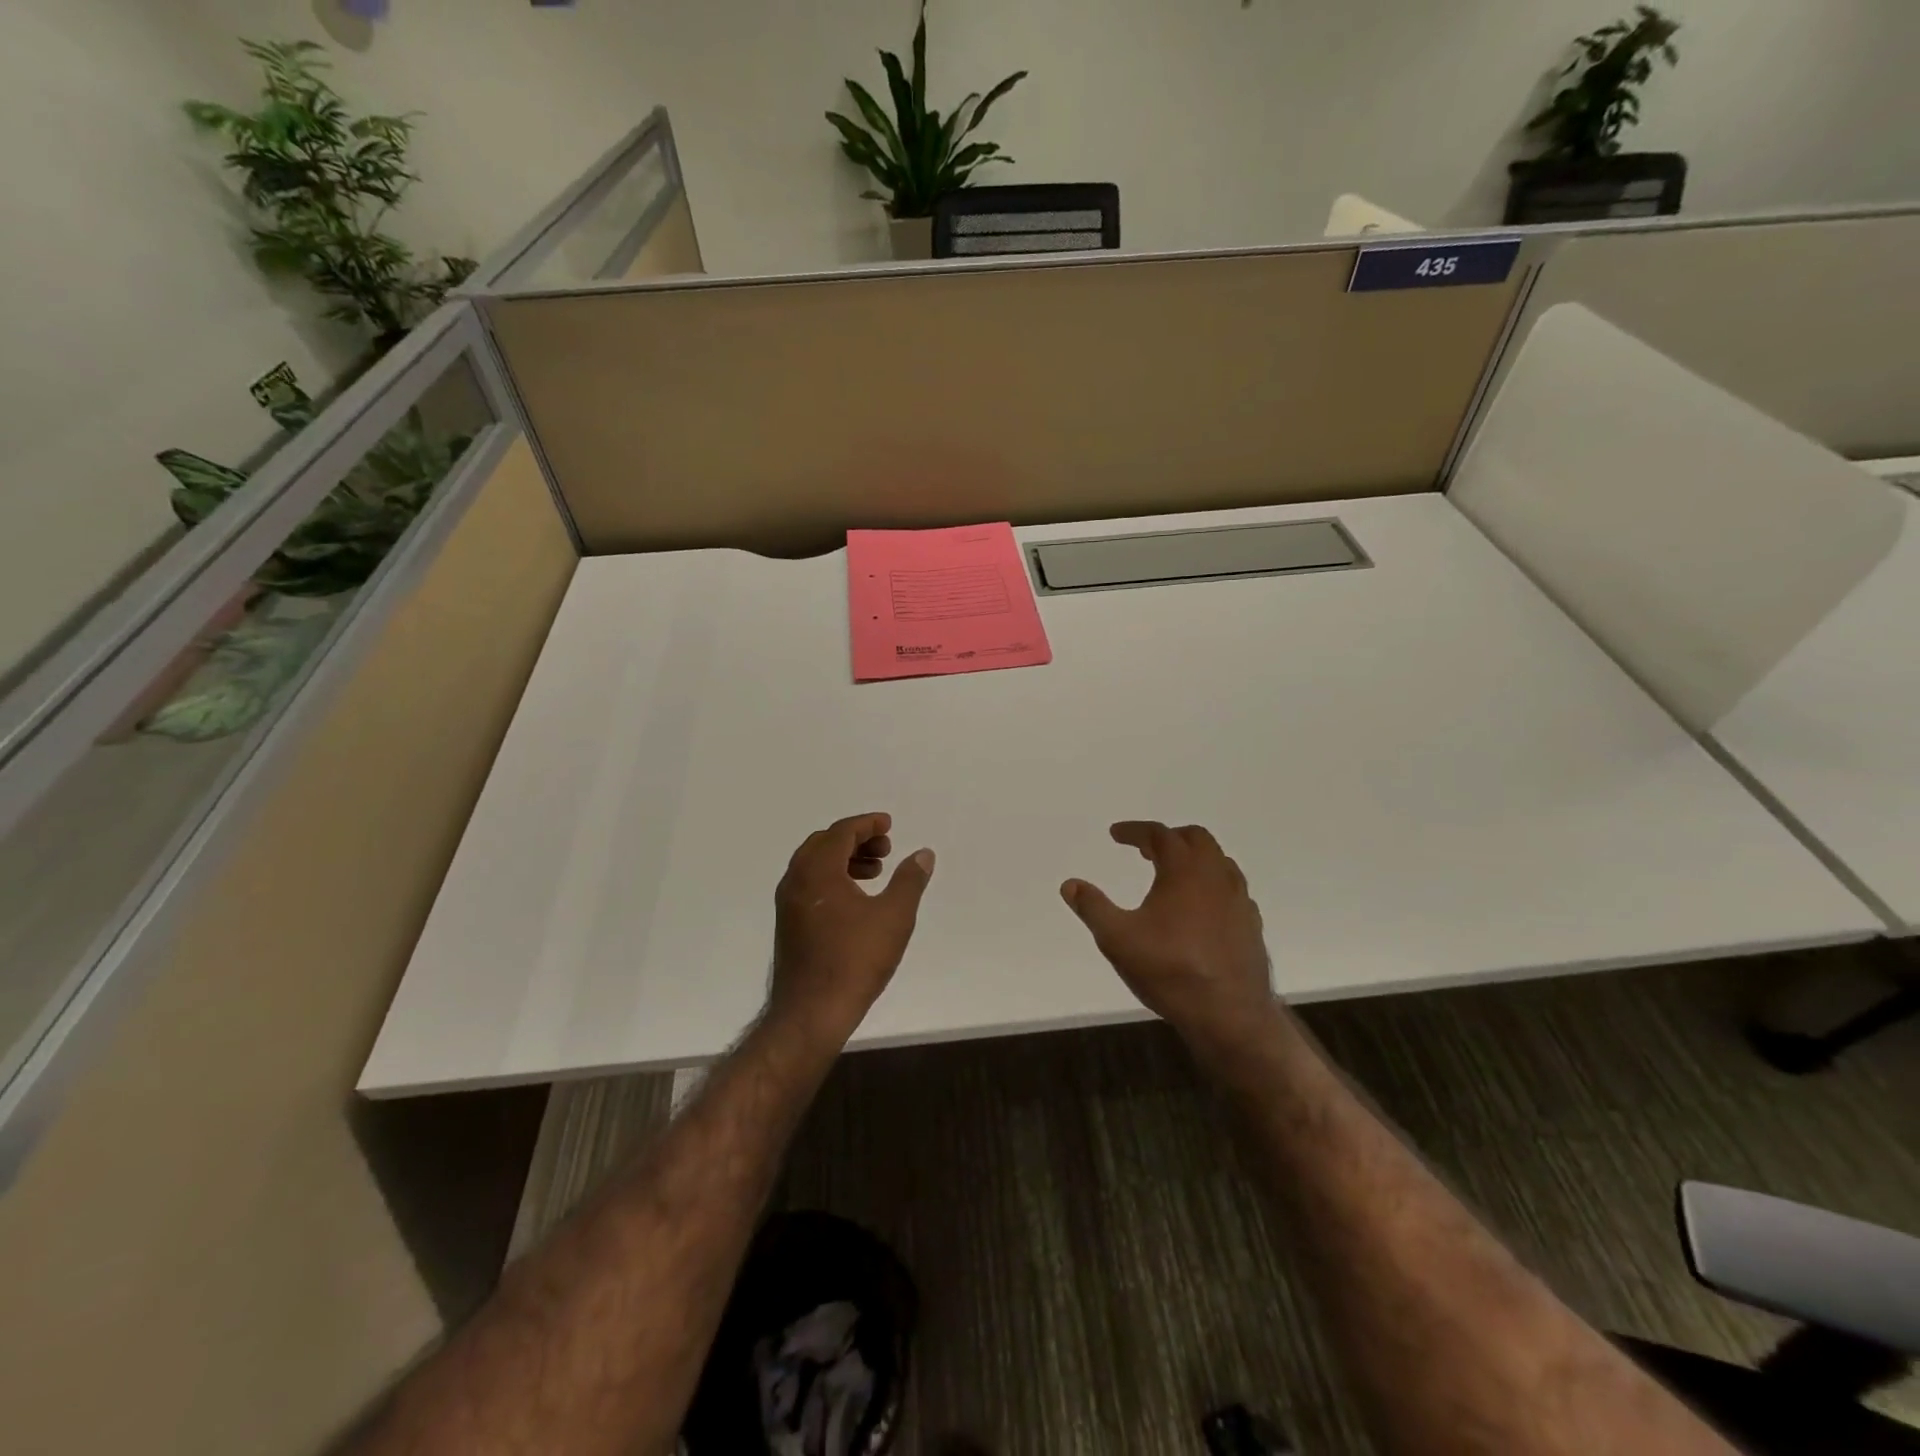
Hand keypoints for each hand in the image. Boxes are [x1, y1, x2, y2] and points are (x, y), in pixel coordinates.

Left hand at [767, 812, 934, 1044]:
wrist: (811, 1012)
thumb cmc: (854, 960)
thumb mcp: (894, 916)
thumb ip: (910, 880)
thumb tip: (923, 854)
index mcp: (818, 871)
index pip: (841, 832)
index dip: (867, 824)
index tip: (889, 825)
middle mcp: (796, 880)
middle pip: (824, 844)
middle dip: (856, 840)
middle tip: (885, 849)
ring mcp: (788, 904)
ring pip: (815, 865)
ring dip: (845, 860)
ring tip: (875, 873)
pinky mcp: (789, 925)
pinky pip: (810, 885)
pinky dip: (833, 879)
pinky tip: (856, 901)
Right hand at [1061, 822, 1278, 1054]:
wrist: (1230, 1014)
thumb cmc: (1170, 970)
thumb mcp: (1117, 939)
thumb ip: (1092, 907)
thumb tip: (1070, 884)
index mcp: (1184, 870)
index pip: (1159, 834)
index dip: (1135, 830)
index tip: (1115, 834)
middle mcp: (1216, 876)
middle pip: (1196, 839)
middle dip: (1168, 838)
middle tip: (1145, 850)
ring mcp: (1239, 900)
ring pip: (1219, 862)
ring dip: (1194, 858)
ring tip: (1172, 874)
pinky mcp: (1251, 924)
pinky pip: (1231, 889)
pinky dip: (1211, 884)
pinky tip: (1200, 907)